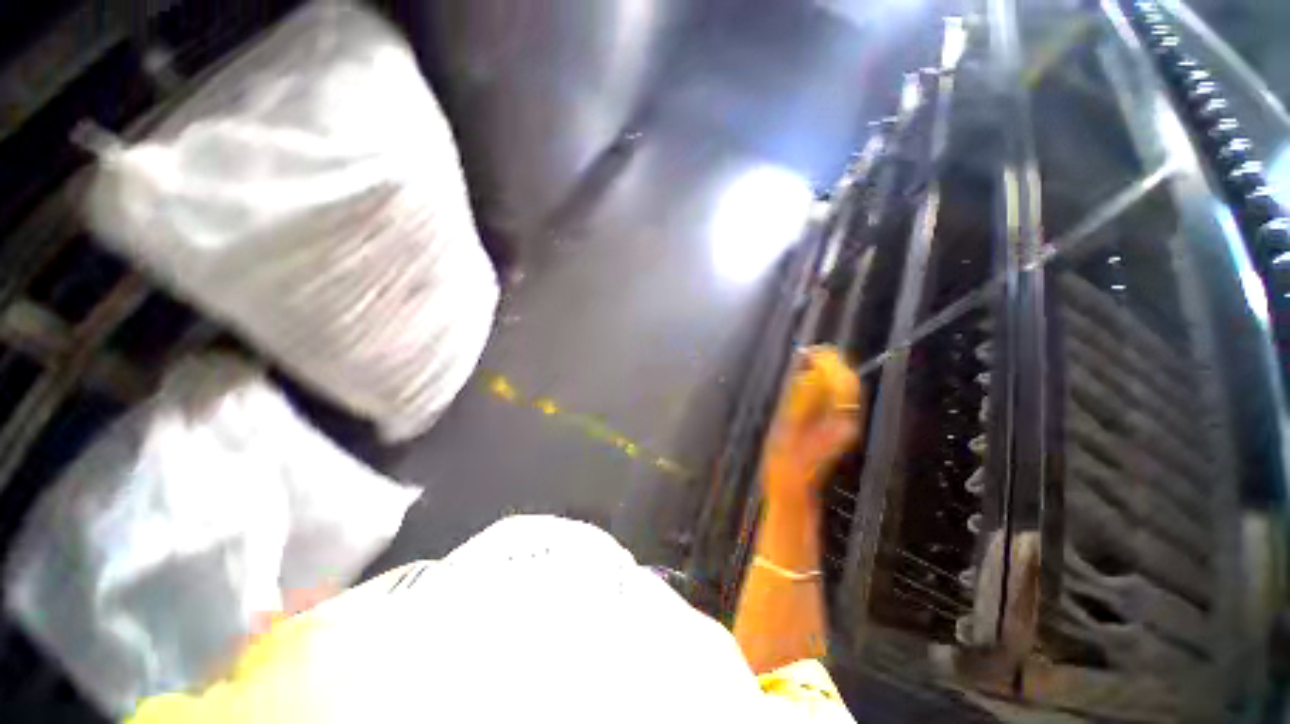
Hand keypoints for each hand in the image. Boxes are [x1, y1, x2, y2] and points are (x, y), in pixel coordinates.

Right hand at [763, 346, 863, 503]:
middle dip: (831, 363)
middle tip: (811, 351)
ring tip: (810, 360)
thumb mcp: (788, 426)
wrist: (792, 484)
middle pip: (848, 382)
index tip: (811, 351)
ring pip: (843, 389)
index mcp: (837, 421)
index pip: (842, 382)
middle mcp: (846, 420)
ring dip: (830, 371)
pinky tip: (812, 378)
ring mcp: (842, 424)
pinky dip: (826, 383)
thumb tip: (810, 373)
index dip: (828, 362)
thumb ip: (802, 399)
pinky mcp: (835, 427)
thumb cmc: (785, 459)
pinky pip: (836, 398)